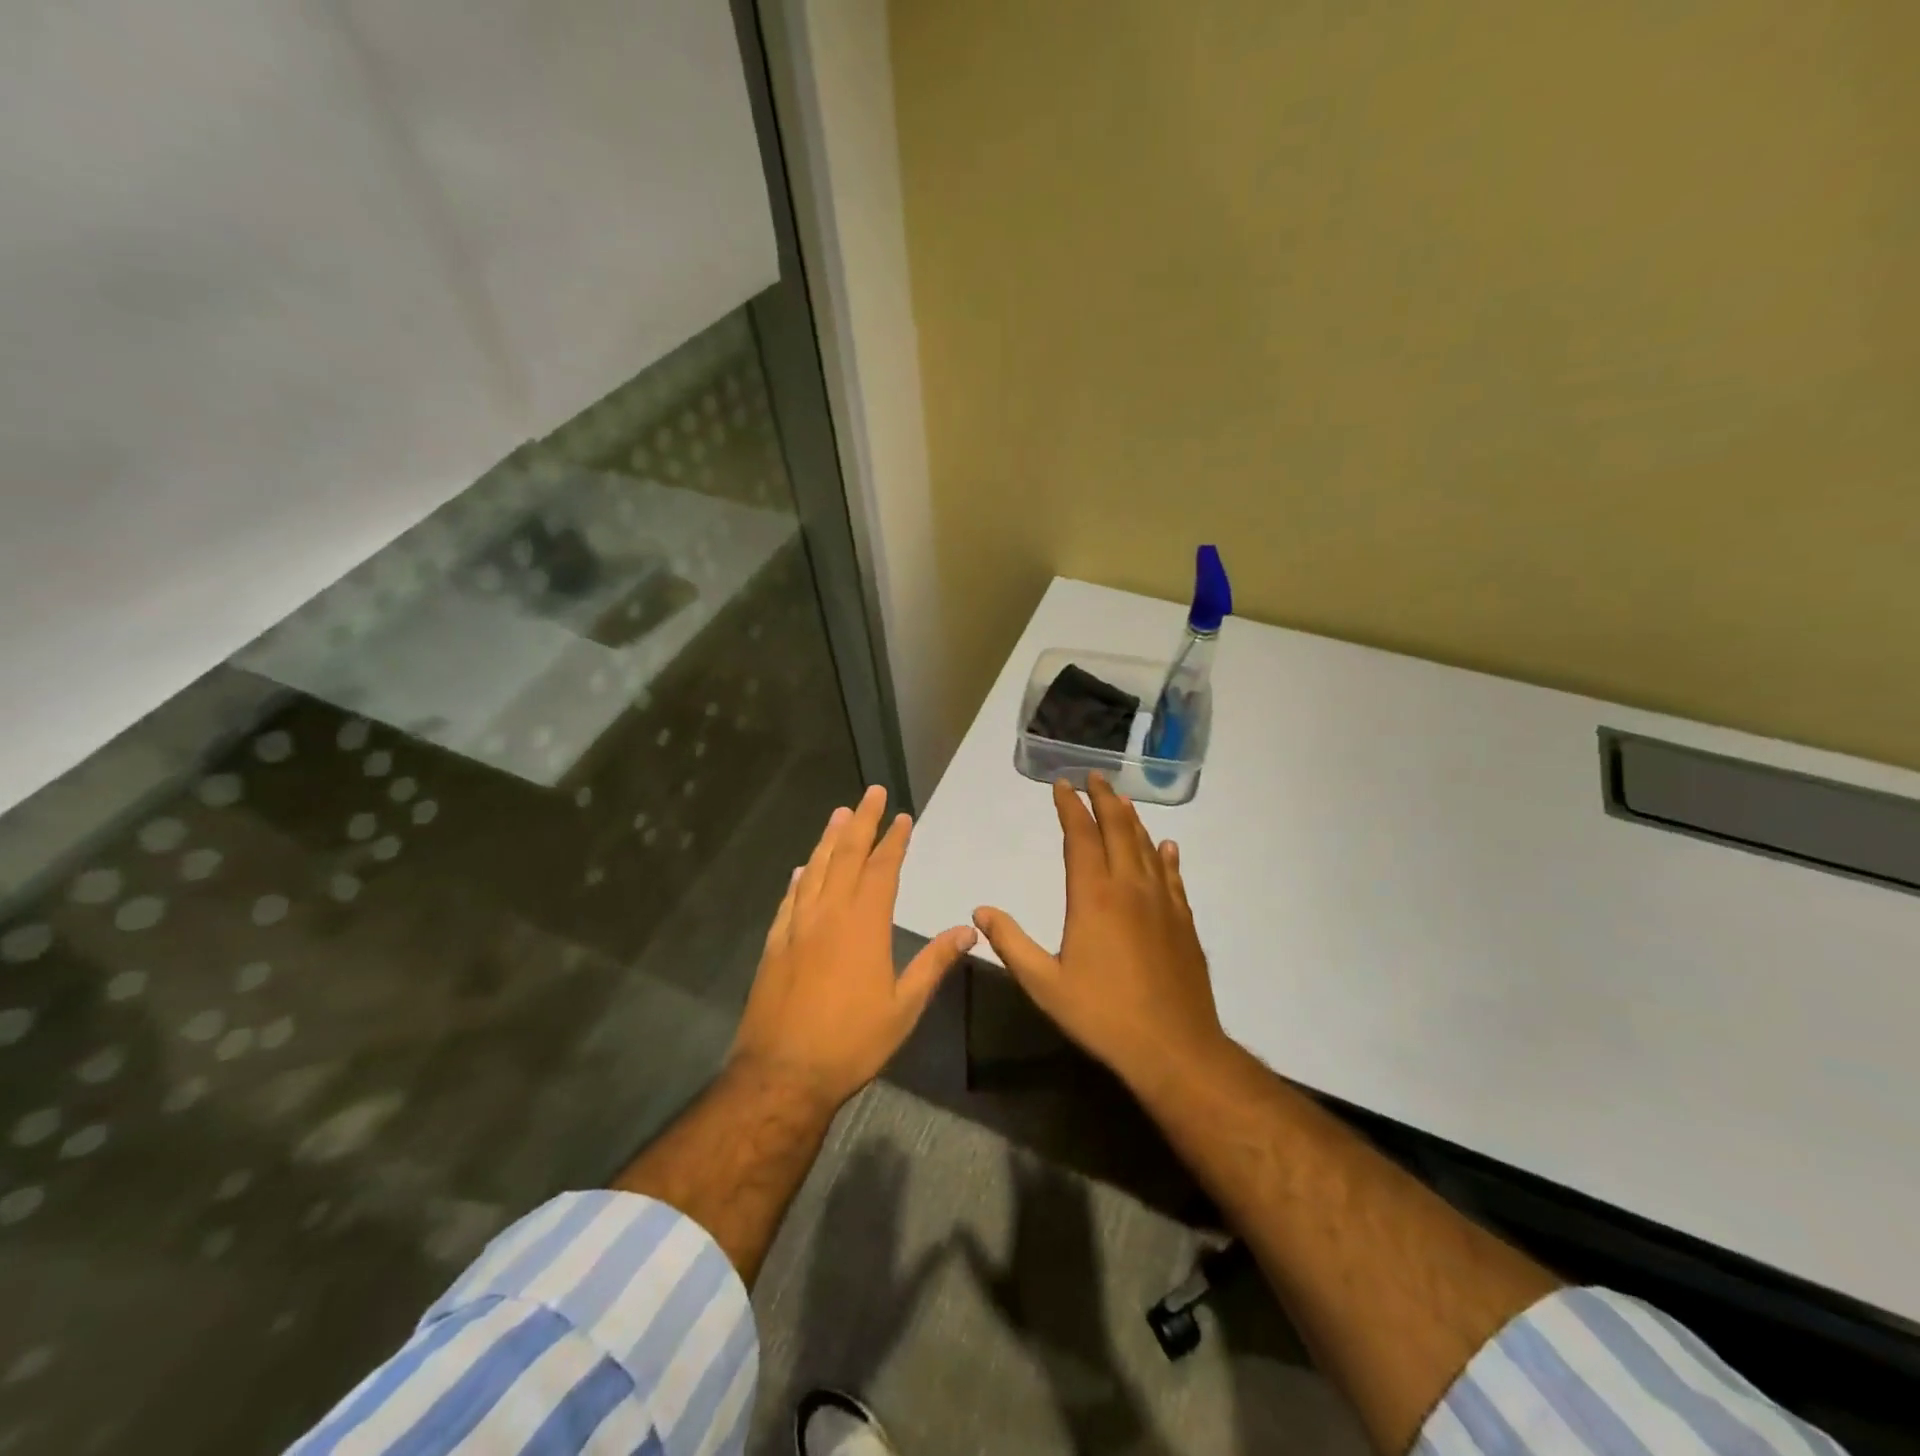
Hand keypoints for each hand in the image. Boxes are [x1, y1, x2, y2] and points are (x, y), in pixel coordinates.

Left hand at [729, 785, 976, 1110]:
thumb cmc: (851, 1041)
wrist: (782, 1073)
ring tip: (840, 814)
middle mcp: (829, 913)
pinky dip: (800, 878)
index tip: (902, 817)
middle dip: (862, 822)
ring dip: (830, 839)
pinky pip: (790, 899)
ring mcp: (797, 926)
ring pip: (816, 869)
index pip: (883, 868)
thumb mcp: (904, 1007)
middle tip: (871, 793)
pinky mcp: (775, 943)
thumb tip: (968, 930)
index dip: (894, 840)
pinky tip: (803, 869)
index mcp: (864, 924)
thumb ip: (934, 963)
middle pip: (847, 855)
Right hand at [972, 774, 1225, 1093]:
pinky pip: (1173, 876)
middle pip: (1118, 829)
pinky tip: (1167, 847)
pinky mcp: (1184, 921)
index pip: (1081, 837)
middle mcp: (1130, 888)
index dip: (1070, 807)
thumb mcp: (1044, 984)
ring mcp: (1162, 902)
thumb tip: (980, 911)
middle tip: (1094, 777)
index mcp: (1094, 897)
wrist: (1174, 1047)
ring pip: (1146, 847)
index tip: (1061, 785)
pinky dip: (1166, 855)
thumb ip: (1011, 943)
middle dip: (1104, 799)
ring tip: (1122, 800)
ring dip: (1132, 820)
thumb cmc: (1103, 1014)